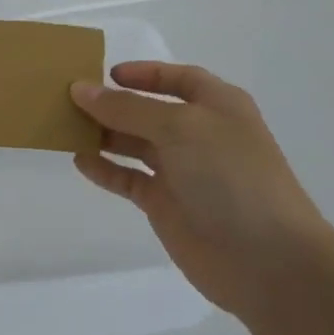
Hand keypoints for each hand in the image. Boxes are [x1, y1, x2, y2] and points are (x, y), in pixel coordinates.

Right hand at [70, 62, 331, 319]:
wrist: (268, 261)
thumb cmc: (231, 177)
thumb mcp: (179, 127)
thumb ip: (126, 108)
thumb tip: (80, 89)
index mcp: (217, 107)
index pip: (178, 79)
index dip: (145, 73)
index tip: (106, 74)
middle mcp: (200, 135)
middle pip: (148, 110)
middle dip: (113, 103)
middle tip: (69, 99)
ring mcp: (183, 171)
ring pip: (134, 143)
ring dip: (103, 134)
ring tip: (65, 126)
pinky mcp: (166, 204)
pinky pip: (128, 179)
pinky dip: (105, 169)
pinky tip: (80, 161)